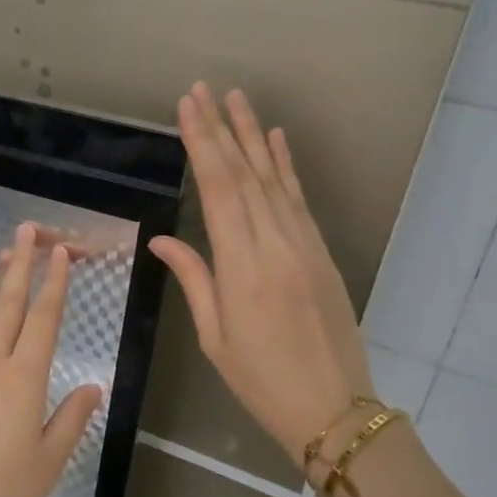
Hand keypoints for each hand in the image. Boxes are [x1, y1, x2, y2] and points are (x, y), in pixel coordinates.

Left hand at [0, 222, 103, 496]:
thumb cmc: (2, 491)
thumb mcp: (50, 460)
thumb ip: (71, 419)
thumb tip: (93, 386)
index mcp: (25, 378)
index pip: (44, 320)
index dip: (54, 284)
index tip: (59, 254)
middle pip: (8, 308)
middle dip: (20, 268)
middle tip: (23, 233)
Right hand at [149, 83, 374, 469]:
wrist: (333, 407)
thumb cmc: (261, 380)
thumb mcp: (215, 337)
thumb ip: (195, 280)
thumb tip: (164, 240)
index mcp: (243, 267)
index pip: (219, 190)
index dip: (202, 145)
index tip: (188, 108)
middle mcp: (275, 244)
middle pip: (245, 175)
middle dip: (221, 129)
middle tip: (203, 90)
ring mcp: (304, 244)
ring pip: (274, 180)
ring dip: (254, 137)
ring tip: (237, 99)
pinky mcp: (321, 252)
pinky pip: (299, 200)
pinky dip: (286, 167)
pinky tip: (276, 141)